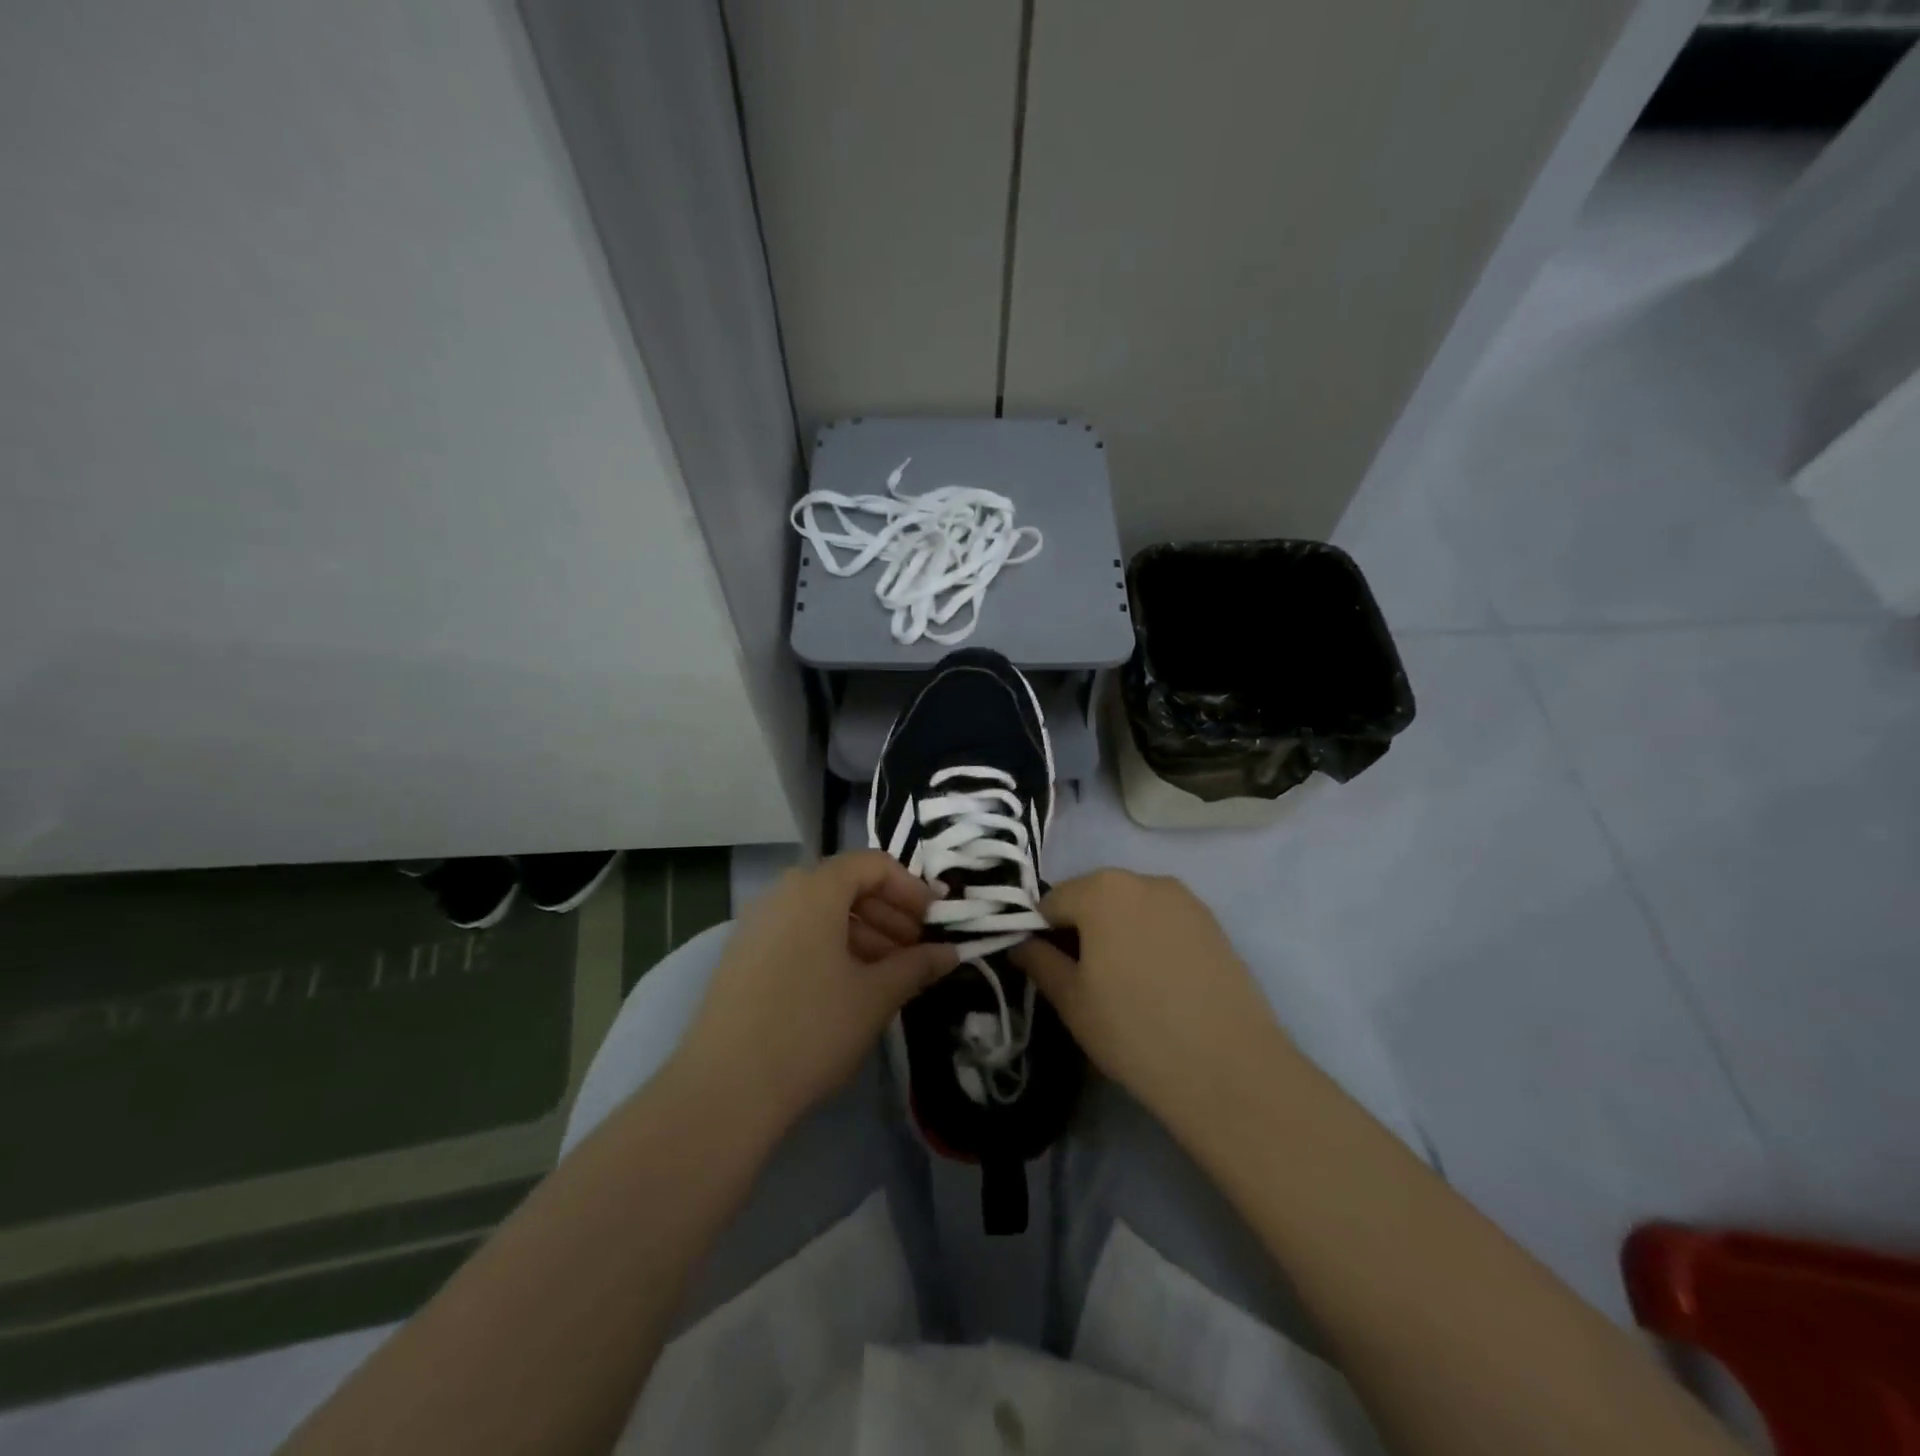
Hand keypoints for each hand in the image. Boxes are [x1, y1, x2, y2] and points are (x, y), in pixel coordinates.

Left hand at [674, 850, 957, 1127]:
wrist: (724, 1089)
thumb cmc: (812, 1028)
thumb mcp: (876, 995)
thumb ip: (917, 965)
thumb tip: (951, 952)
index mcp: (815, 888)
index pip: (873, 865)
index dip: (911, 889)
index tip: (935, 922)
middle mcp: (781, 894)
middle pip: (846, 886)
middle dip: (889, 914)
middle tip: (916, 951)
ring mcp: (756, 926)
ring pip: (822, 914)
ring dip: (863, 934)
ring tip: (889, 975)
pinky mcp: (741, 958)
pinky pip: (797, 935)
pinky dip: (831, 949)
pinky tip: (849, 988)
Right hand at [1010, 870, 1288, 1131]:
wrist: (1228, 1068)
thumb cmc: (1133, 1030)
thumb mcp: (1071, 1000)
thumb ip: (1039, 962)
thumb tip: (1022, 944)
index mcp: (1101, 889)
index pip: (1051, 901)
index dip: (1041, 934)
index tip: (1048, 970)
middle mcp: (1144, 879)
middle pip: (1094, 896)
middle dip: (1081, 928)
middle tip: (1085, 980)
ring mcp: (1185, 899)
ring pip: (1131, 907)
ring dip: (1118, 932)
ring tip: (1126, 983)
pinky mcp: (1214, 923)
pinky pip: (1164, 921)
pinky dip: (1151, 940)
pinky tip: (1160, 983)